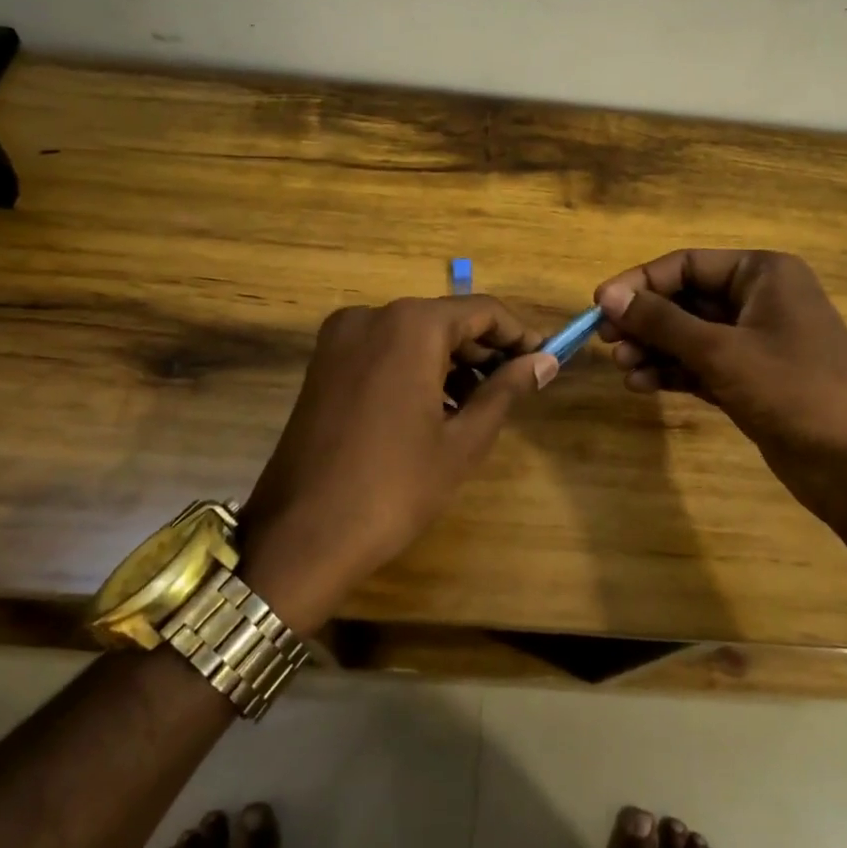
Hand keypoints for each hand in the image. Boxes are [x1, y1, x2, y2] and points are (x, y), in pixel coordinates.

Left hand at [237, 295, 557, 631]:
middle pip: (445, 319)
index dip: (518, 334)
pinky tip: (436, 408)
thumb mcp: (463, 441)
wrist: (301, 536)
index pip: (482, 311)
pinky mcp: (322, 365)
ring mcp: (340, 339)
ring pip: (413, 335)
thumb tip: (544, 361)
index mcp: (410, 325)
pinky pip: (383, 351)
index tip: (545, 360)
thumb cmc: (394, 487)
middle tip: (517, 387)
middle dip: (484, 350)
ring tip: (480, 405)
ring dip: (451, 362)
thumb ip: (506, 390)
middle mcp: (371, 316)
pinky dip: (415, 369)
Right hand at [594, 250, 846, 520]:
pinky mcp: (751, 379)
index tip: (599, 306)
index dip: (640, 283)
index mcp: (762, 274)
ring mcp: (756, 342)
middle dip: (646, 321)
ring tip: (623, 369)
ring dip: (654, 349)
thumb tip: (607, 295)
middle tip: (606, 343)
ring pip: (691, 335)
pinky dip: (673, 372)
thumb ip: (661, 321)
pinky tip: (642, 384)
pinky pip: (701, 365)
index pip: (687, 265)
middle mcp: (759, 300)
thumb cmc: (793, 389)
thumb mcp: (720, 351)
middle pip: (686, 299)